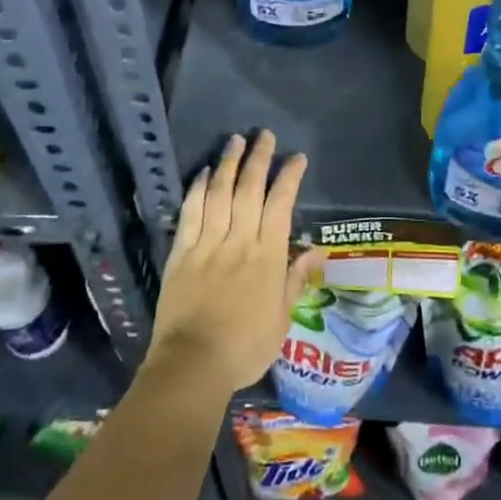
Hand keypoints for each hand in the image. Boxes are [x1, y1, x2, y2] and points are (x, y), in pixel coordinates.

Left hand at [147, 130, 321, 399]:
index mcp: (268, 256)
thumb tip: (318, 251)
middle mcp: (239, 241)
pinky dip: (197, 190)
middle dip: (258, 158)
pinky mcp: (181, 252)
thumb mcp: (282, 319)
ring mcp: (208, 243)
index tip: (296, 158)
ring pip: (219, 193)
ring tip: (235, 140)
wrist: (193, 364)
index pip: (281, 205)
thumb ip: (297, 280)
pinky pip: (190, 213)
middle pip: (249, 189)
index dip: (289, 177)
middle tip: (264, 135)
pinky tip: (202, 173)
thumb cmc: (245, 347)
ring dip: (228, 164)